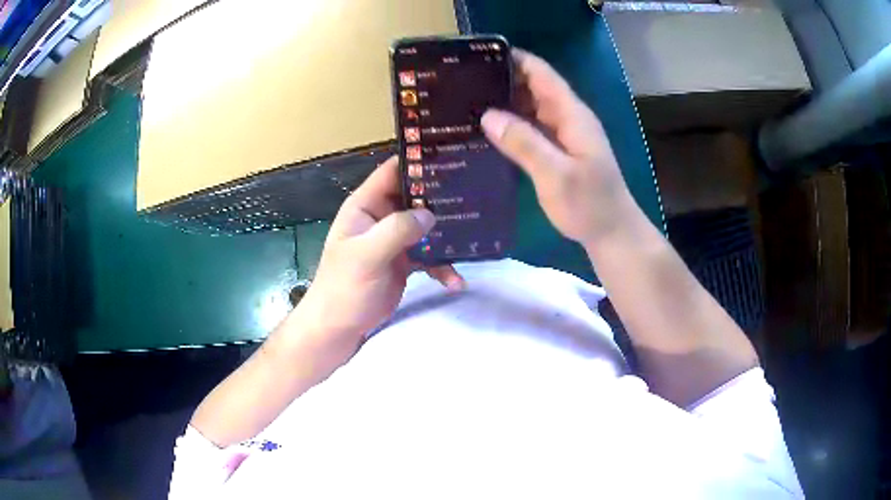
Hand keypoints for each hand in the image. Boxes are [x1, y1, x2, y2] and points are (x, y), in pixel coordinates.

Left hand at [290, 156, 463, 350]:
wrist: (340, 326)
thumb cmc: (344, 287)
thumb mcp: (366, 255)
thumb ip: (396, 230)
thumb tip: (431, 214)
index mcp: (366, 205)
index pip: (393, 171)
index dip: (418, 161)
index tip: (451, 157)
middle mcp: (382, 217)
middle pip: (416, 197)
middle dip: (442, 197)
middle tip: (475, 194)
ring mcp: (395, 240)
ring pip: (427, 226)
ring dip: (448, 234)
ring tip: (474, 239)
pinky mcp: (405, 261)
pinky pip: (430, 255)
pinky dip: (443, 266)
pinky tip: (456, 282)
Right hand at [481, 49, 637, 245]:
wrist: (611, 233)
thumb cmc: (589, 204)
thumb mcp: (556, 175)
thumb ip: (524, 143)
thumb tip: (487, 115)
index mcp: (571, 114)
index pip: (541, 73)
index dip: (513, 59)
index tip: (478, 58)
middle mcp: (566, 117)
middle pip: (532, 86)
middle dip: (500, 80)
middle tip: (461, 83)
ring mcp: (562, 134)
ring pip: (529, 107)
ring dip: (502, 102)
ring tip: (465, 103)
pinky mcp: (557, 150)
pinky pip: (530, 128)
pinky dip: (510, 125)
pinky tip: (485, 131)